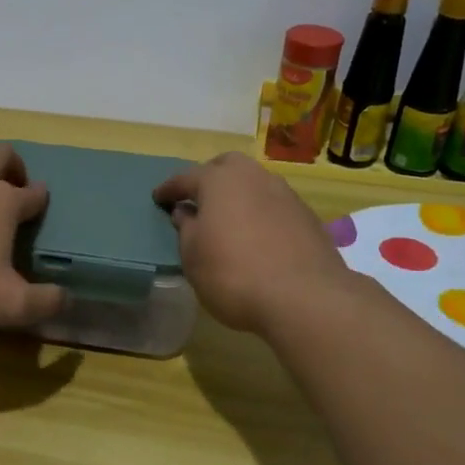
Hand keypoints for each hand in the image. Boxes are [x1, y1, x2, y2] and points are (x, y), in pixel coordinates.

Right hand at [153, 152, 350, 333]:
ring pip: (254, 183)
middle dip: (209, 178)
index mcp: (219, 180)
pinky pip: (273, 205)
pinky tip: (255, 235)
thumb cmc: (233, 274)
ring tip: (227, 218)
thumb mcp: (193, 256)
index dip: (169, 189)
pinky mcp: (306, 216)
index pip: (185, 178)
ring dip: (238, 195)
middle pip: (226, 167)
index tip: (158, 198)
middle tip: (197, 200)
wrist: (304, 297)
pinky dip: (259, 212)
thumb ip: (185, 229)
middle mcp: (253, 177)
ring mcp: (285, 194)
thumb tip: (185, 212)